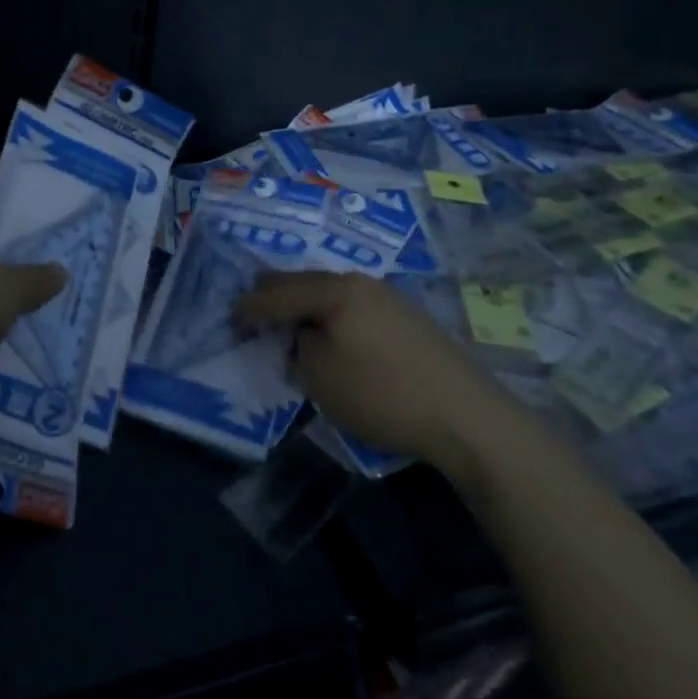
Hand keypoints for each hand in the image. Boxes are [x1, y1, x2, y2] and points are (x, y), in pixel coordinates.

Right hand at [237, 271, 494, 461]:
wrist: (467, 416)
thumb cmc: (383, 394)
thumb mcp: (321, 377)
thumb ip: (298, 349)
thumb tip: (302, 338)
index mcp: (335, 290)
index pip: (278, 292)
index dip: (250, 307)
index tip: (231, 319)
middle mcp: (360, 282)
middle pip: (304, 282)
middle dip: (275, 298)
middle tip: (253, 316)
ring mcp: (388, 297)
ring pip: (330, 293)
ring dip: (305, 308)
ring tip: (291, 330)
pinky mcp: (408, 318)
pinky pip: (353, 307)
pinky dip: (331, 317)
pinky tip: (332, 338)